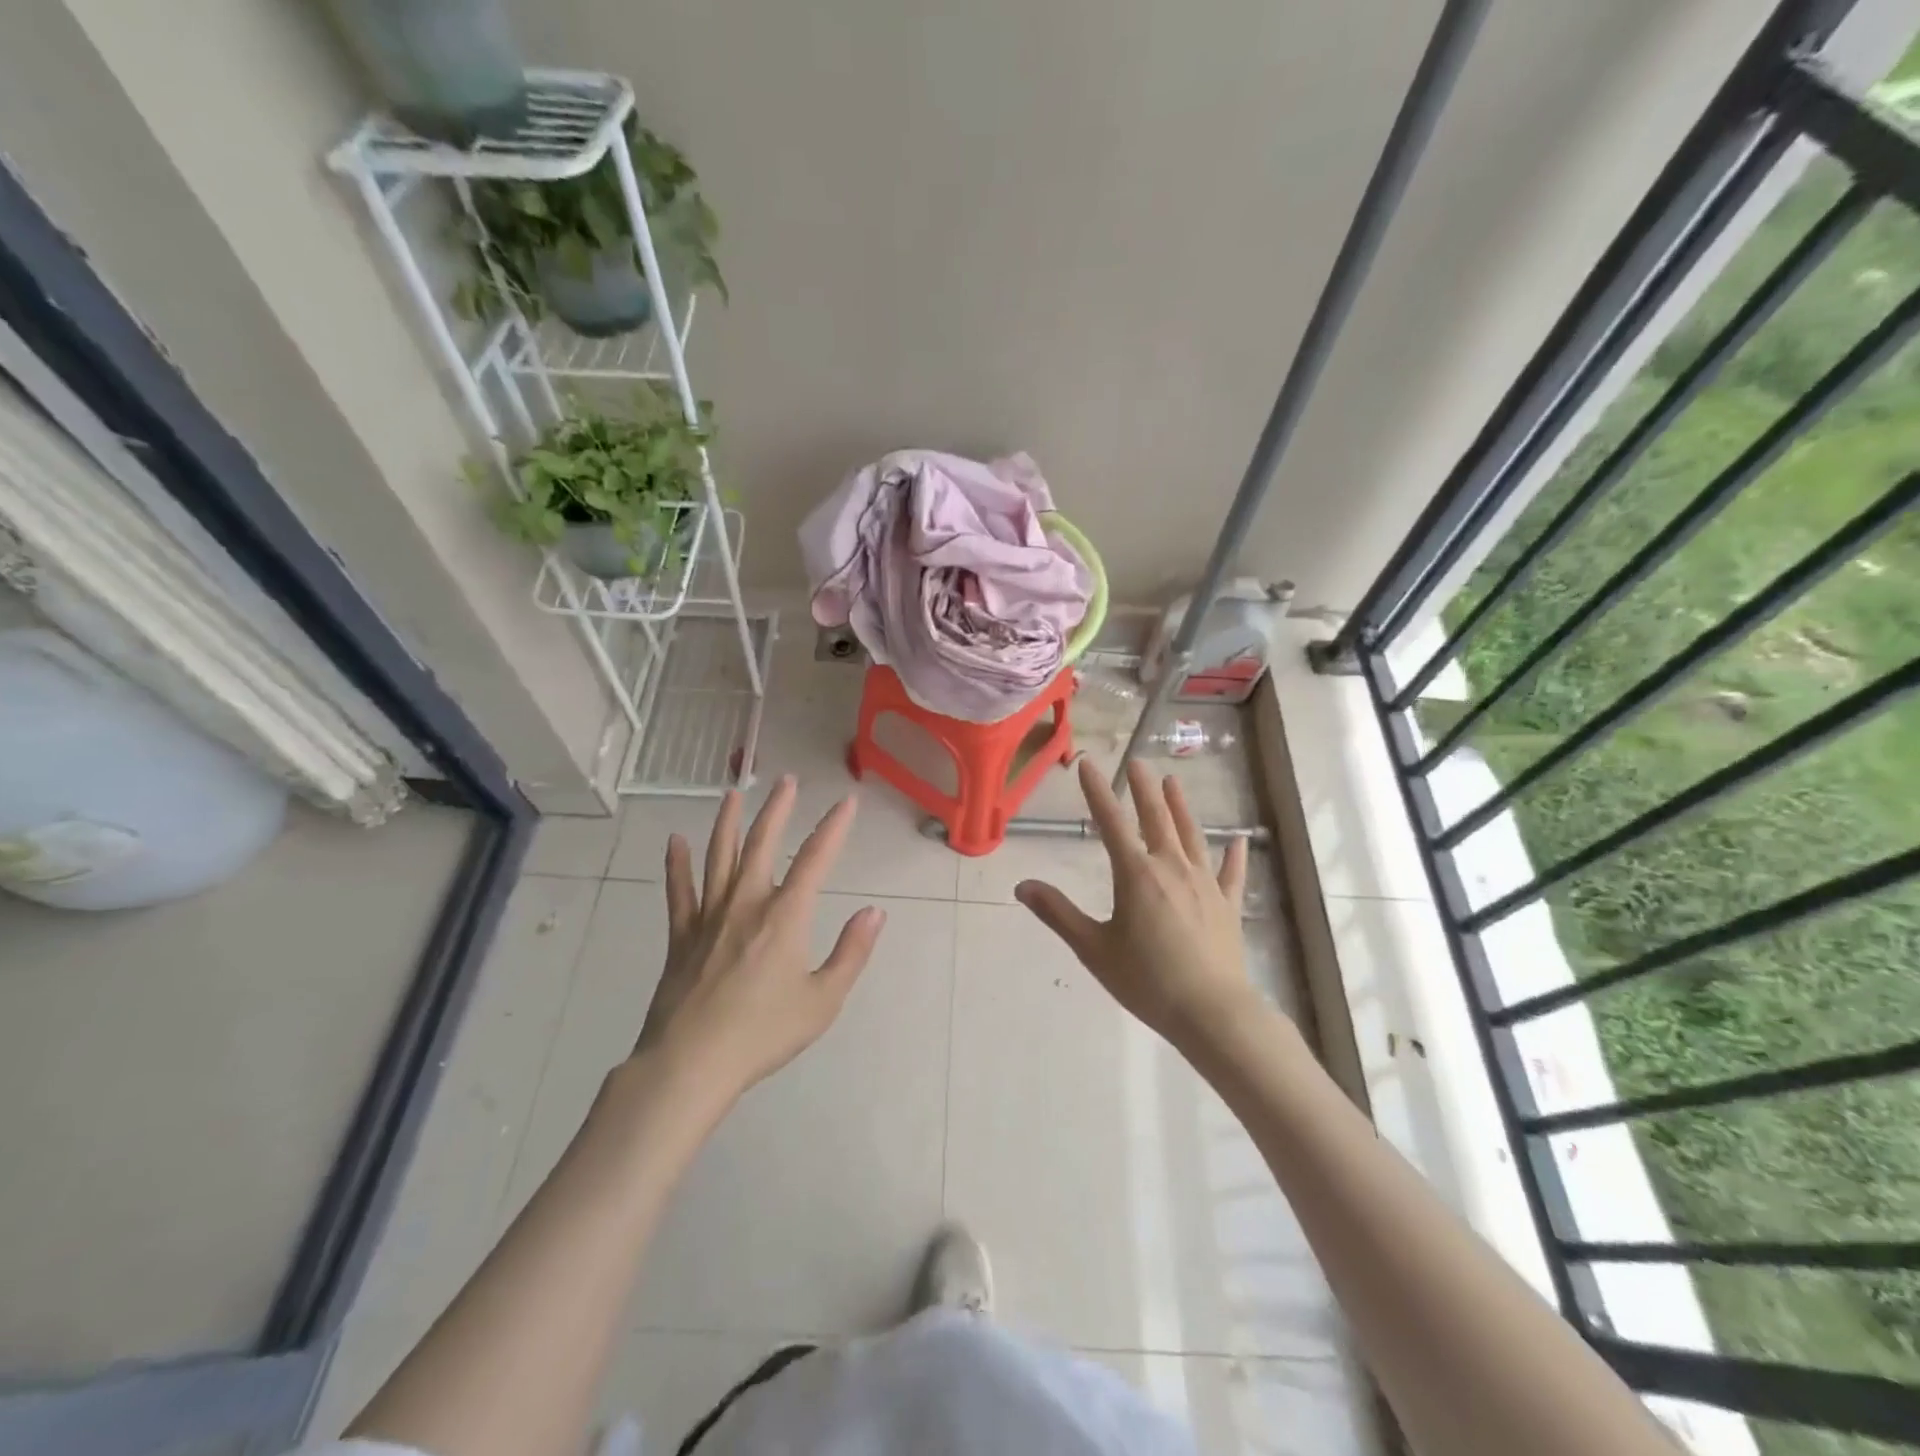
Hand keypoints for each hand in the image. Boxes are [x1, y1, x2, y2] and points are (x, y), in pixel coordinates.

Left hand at [634, 776, 885, 1107]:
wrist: (692, 1063)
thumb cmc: (764, 1033)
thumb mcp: (823, 1000)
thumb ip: (851, 953)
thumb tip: (874, 912)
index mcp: (785, 916)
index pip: (816, 859)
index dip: (834, 827)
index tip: (847, 801)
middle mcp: (747, 903)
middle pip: (763, 844)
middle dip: (777, 809)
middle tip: (785, 780)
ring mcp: (709, 916)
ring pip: (719, 856)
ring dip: (728, 822)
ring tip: (734, 793)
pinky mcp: (681, 936)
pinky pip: (679, 892)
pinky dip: (676, 865)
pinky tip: (674, 841)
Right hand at [1016, 759, 1251, 1054]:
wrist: (1212, 1012)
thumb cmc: (1147, 980)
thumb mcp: (1093, 948)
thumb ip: (1058, 914)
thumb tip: (1022, 886)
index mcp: (1136, 874)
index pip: (1111, 823)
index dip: (1097, 792)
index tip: (1088, 764)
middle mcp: (1171, 868)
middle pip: (1156, 818)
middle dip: (1143, 789)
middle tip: (1136, 763)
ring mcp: (1204, 884)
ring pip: (1191, 835)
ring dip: (1180, 807)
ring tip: (1173, 782)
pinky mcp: (1228, 905)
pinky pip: (1230, 873)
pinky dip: (1233, 855)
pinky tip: (1237, 841)